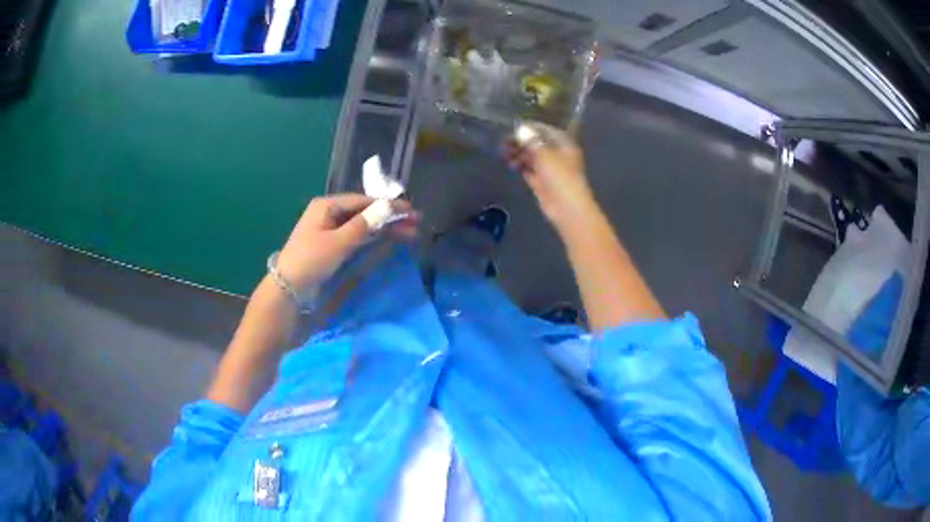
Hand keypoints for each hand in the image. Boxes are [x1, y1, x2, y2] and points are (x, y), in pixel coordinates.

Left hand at [276, 194, 417, 292]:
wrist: (288, 292)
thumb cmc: (310, 261)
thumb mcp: (338, 242)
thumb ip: (365, 224)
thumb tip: (390, 206)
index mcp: (326, 206)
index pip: (363, 200)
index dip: (388, 205)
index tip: (411, 210)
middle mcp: (329, 215)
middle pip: (365, 212)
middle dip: (390, 217)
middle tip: (416, 222)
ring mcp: (330, 231)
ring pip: (363, 226)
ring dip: (385, 228)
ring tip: (410, 233)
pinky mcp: (332, 248)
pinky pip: (358, 238)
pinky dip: (374, 238)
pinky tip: (390, 240)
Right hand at [504, 123, 594, 225]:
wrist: (566, 207)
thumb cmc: (560, 176)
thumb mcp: (544, 154)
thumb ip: (531, 141)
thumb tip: (521, 129)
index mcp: (563, 143)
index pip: (545, 129)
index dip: (529, 127)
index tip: (512, 127)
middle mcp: (557, 153)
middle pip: (537, 143)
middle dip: (521, 142)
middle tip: (504, 142)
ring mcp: (549, 168)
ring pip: (531, 157)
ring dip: (518, 154)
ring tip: (504, 153)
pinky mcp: (542, 182)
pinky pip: (529, 170)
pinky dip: (520, 166)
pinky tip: (510, 164)